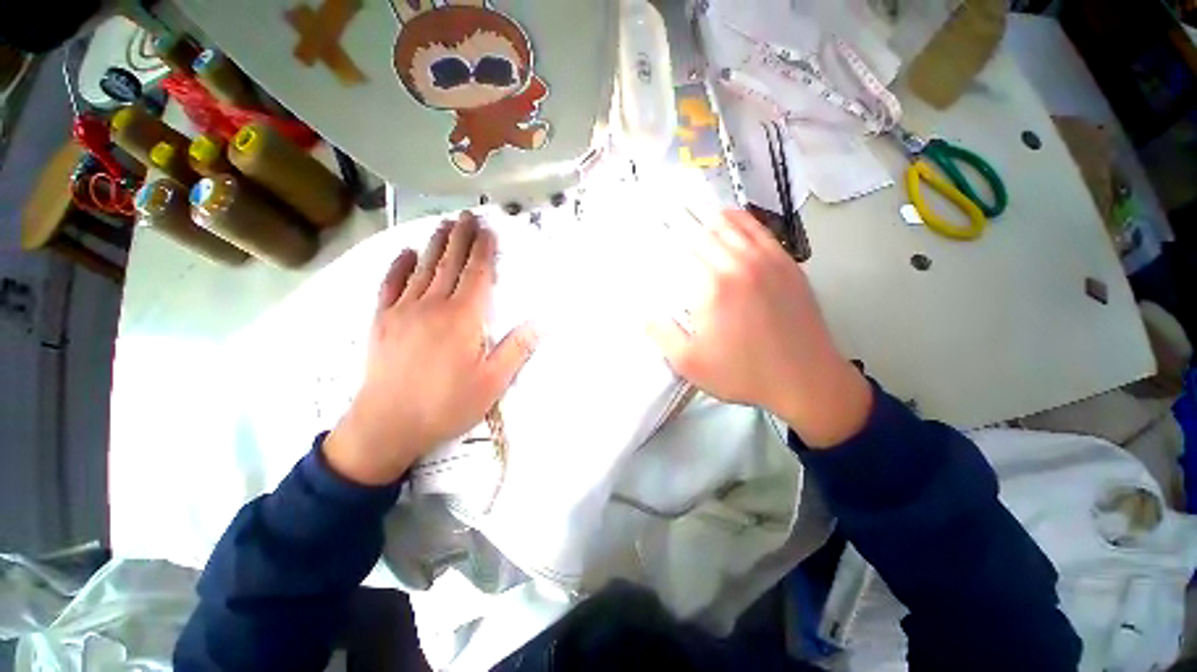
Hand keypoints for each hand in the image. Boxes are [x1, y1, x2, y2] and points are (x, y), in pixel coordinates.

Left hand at [325, 212, 537, 485]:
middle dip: (461, 237)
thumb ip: (517, 348)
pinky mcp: (381, 321)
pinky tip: (405, 253)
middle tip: (467, 216)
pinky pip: (390, 285)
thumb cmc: (447, 404)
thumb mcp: (493, 382)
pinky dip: (399, 266)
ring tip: (443, 225)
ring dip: (435, 245)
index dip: (483, 250)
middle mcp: (434, 305)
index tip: (487, 230)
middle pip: (450, 263)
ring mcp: (404, 310)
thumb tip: (543, 323)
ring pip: (423, 268)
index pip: (477, 274)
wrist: (387, 425)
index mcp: (464, 318)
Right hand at [648, 209, 871, 447]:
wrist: (806, 380)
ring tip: (688, 207)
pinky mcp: (786, 263)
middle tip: (662, 212)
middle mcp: (738, 263)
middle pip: (703, 230)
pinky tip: (727, 217)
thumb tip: (641, 310)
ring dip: (706, 215)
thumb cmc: (743, 373)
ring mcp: (767, 259)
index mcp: (712, 285)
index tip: (648, 225)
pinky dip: (738, 219)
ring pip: (731, 224)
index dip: (663, 233)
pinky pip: (758, 229)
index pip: (681, 246)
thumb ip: (661, 334)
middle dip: (680, 220)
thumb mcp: (690, 363)